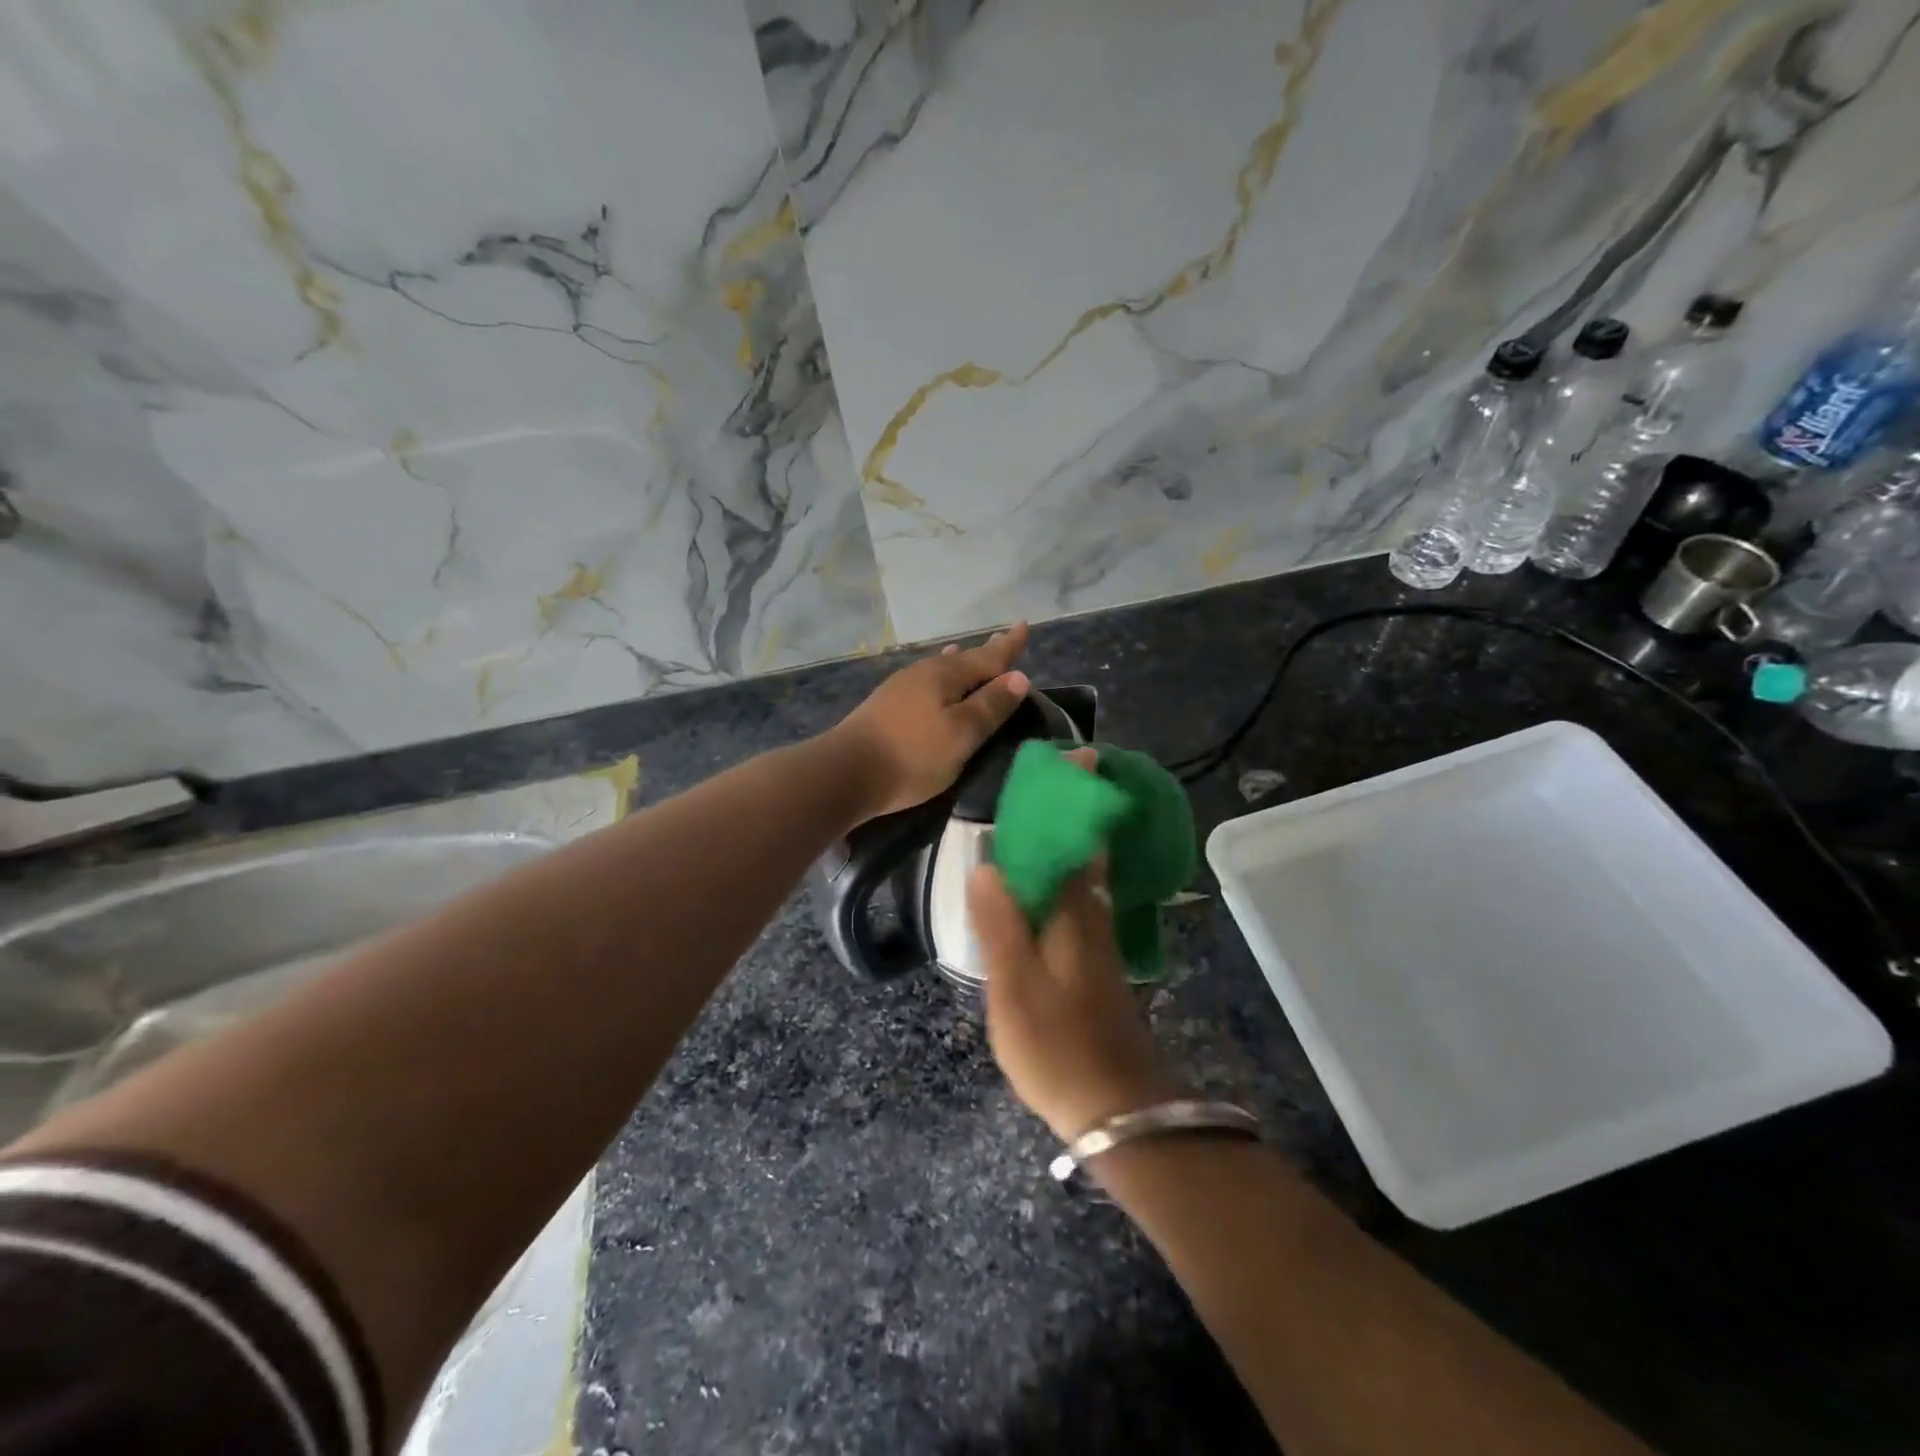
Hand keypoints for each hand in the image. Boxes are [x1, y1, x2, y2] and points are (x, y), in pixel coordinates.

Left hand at [828, 623, 1031, 820]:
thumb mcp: (961, 734)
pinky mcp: (885, 707)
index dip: (1008, 645)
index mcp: (945, 675)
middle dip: (985, 654)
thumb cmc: (913, 755)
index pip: (988, 656)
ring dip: (959, 665)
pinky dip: (940, 680)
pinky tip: (934, 686)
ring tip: (967, 655)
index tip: (1024, 625)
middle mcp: (922, 673)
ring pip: (939, 669)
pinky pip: (925, 683)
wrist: (845, 772)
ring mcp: (900, 688)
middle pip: (962, 660)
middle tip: (1002, 642)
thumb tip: (1018, 677)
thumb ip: (990, 706)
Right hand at [969, 845, 1185, 1142]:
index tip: (1018, 811)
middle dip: (1047, 849)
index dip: (1045, 829)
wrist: (1117, 1108)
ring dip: (1049, 879)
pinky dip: (1055, 910)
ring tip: (1010, 872)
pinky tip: (1033, 921)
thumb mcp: (1014, 985)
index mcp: (1074, 916)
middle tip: (1007, 838)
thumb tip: (986, 866)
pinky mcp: (1100, 977)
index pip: (1066, 852)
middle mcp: (1094, 924)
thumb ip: (1000, 924)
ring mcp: (1101, 952)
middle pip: (1075, 870)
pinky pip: (1075, 923)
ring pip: (1076, 897)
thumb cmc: (1057, 1043)